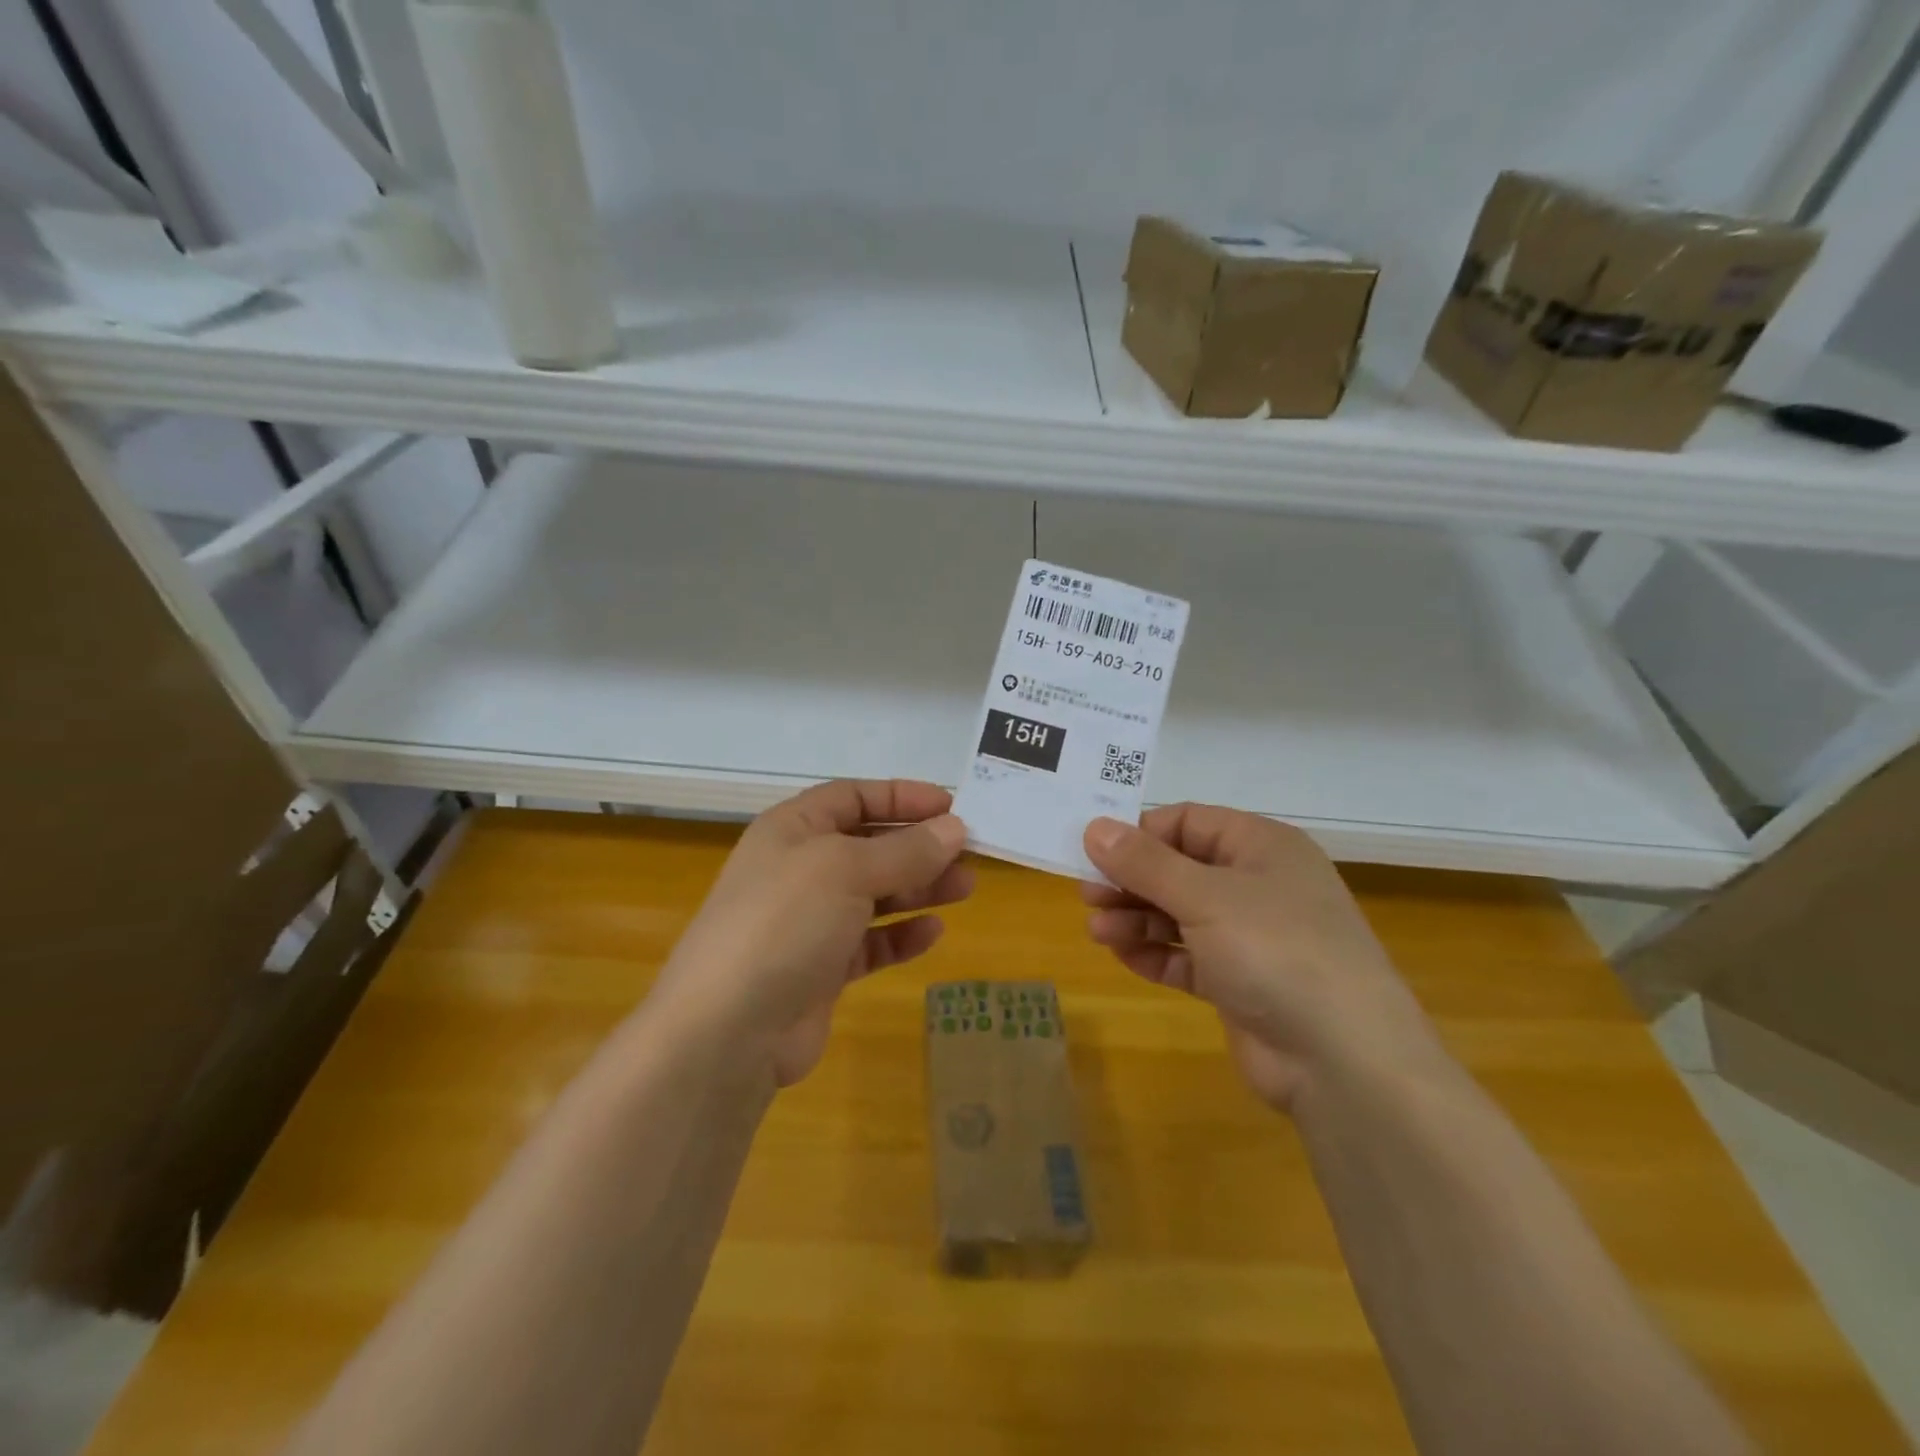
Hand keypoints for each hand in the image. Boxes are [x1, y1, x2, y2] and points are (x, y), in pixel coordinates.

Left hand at [655, 780, 971, 1086]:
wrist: (728, 1029)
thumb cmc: (785, 922)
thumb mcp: (848, 870)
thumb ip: (906, 850)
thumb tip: (955, 828)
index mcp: (793, 830)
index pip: (853, 797)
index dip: (902, 797)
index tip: (951, 806)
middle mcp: (800, 870)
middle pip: (869, 845)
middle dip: (918, 847)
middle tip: (968, 853)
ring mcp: (809, 921)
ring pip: (874, 894)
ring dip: (918, 888)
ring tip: (965, 888)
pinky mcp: (820, 968)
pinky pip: (870, 942)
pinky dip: (900, 936)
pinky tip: (932, 933)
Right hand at [1082, 805, 1440, 1110]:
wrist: (1343, 1060)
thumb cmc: (1274, 950)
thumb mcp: (1204, 896)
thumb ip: (1145, 862)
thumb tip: (1095, 827)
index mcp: (1260, 846)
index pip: (1188, 822)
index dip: (1140, 833)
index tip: (1094, 851)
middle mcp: (1257, 884)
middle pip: (1179, 869)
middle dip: (1132, 881)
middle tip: (1088, 896)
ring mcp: (1250, 937)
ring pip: (1180, 914)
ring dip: (1137, 919)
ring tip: (1098, 932)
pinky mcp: (1240, 982)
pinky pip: (1188, 957)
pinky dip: (1156, 954)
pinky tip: (1123, 956)